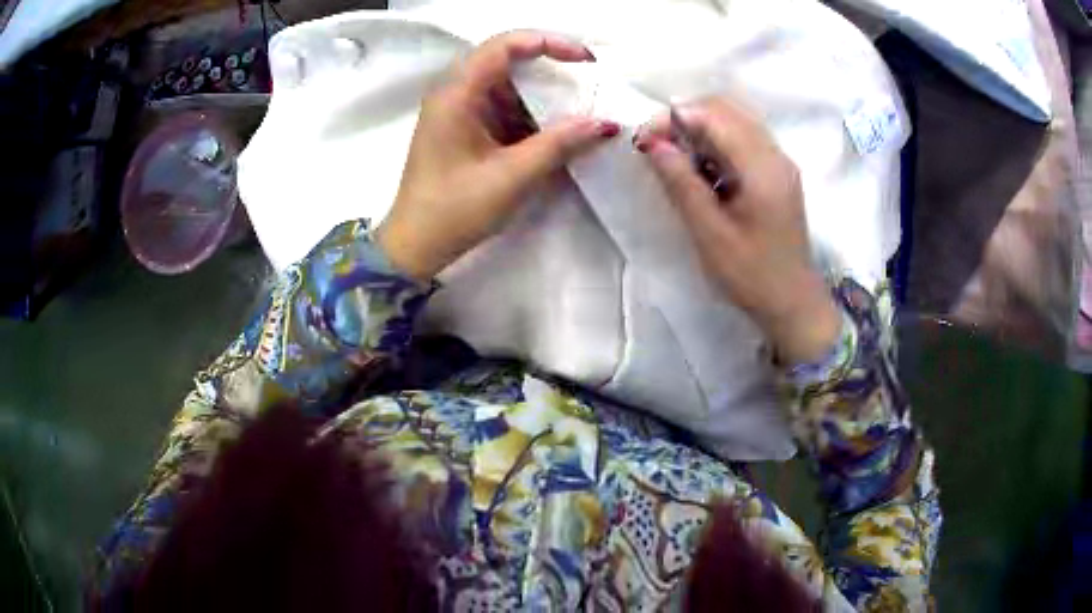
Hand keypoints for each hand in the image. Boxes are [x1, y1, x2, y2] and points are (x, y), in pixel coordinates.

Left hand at [376, 30, 620, 281]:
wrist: (415, 246)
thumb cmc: (455, 210)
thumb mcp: (512, 176)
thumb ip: (560, 144)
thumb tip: (605, 123)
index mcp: (456, 94)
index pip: (504, 45)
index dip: (548, 43)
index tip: (586, 60)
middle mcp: (454, 93)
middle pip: (507, 62)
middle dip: (551, 71)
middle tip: (589, 85)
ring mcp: (458, 112)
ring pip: (507, 87)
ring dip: (542, 97)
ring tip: (579, 111)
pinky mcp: (464, 130)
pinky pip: (502, 109)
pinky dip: (530, 116)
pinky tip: (555, 131)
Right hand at [634, 98, 839, 364]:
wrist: (793, 304)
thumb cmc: (752, 275)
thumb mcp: (710, 234)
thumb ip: (681, 183)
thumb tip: (651, 143)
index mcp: (762, 168)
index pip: (713, 116)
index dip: (673, 118)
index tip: (642, 141)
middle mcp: (774, 154)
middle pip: (725, 108)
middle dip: (685, 118)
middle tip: (657, 148)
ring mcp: (779, 162)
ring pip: (734, 120)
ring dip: (699, 129)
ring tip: (676, 160)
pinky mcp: (777, 172)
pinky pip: (742, 139)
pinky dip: (716, 143)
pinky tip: (702, 170)